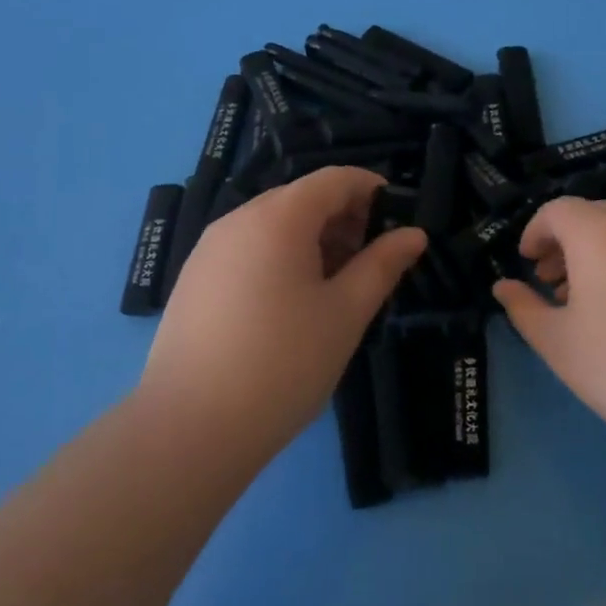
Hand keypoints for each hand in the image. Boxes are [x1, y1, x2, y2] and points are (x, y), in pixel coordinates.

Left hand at [138, 167, 425, 450]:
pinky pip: (247, 250)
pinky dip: (280, 259)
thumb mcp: (346, 312)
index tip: (399, 220)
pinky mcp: (193, 280)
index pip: (334, 179)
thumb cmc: (284, 362)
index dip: (372, 190)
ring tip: (336, 287)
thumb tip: (414, 234)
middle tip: (372, 261)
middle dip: (343, 218)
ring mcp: (208, 250)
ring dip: (312, 241)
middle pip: (301, 198)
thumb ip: (382, 265)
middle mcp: (237, 220)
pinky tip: (292, 305)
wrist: (191, 426)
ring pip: (272, 226)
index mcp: (278, 217)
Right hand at [492, 199, 605, 462]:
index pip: (557, 210)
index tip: (527, 263)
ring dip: (601, 251)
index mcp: (599, 233)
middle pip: (595, 214)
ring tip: (593, 299)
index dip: (535, 232)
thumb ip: (523, 307)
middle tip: (554, 282)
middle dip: (567, 241)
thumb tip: (503, 288)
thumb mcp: (556, 342)